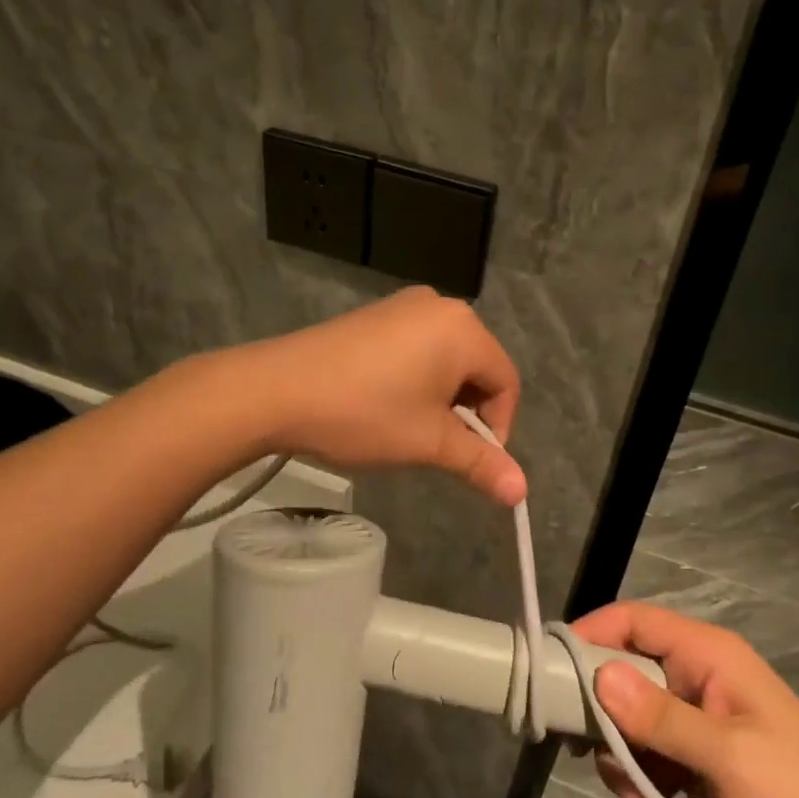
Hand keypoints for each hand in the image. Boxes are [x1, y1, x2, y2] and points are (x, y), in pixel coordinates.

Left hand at [242, 287, 525, 504]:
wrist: (277, 390)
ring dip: (440, 397)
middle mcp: (440, 306)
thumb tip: (521, 491)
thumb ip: (479, 463)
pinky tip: (385, 402)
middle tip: (437, 444)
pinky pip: (416, 347)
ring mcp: (404, 306)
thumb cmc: (364, 413)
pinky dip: (416, 378)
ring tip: (408, 427)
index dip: (498, 426)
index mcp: (463, 329)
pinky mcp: (375, 314)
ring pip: (445, 359)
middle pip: (477, 366)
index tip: (470, 458)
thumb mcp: (428, 442)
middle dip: (467, 411)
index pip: (506, 382)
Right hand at [572, 602, 798, 797]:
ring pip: (633, 727)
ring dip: (634, 774)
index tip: (553, 672)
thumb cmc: (797, 791)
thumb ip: (660, 716)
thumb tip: (599, 675)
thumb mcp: (726, 756)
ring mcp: (696, 715)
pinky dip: (654, 795)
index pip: (634, 621)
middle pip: (624, 681)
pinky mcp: (698, 753)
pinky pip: (653, 760)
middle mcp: (696, 675)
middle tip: (607, 772)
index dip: (592, 635)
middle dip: (611, 732)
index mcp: (706, 654)